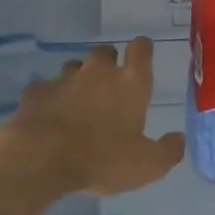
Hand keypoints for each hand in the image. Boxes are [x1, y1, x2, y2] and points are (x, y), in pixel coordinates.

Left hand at [3, 37, 184, 196]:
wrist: (41, 160)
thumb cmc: (102, 160)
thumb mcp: (147, 166)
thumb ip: (167, 151)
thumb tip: (179, 139)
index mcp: (130, 83)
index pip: (141, 49)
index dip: (142, 49)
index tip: (142, 56)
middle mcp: (98, 72)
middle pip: (105, 52)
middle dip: (108, 63)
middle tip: (109, 87)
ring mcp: (64, 79)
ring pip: (74, 67)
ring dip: (78, 80)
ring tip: (78, 104)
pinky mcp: (36, 93)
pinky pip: (46, 89)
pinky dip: (50, 100)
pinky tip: (49, 119)